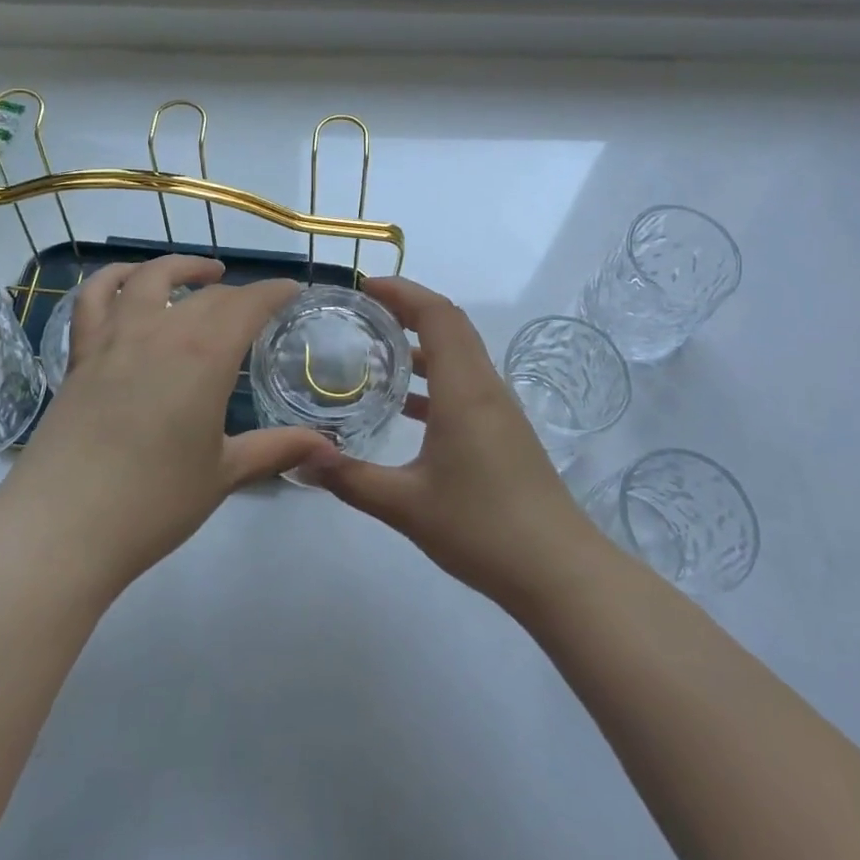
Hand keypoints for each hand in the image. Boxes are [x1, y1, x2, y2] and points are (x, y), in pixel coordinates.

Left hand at [0, 255, 332, 599]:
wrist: (62, 528)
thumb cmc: (154, 502)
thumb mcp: (224, 474)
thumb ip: (276, 449)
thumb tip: (329, 448)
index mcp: (205, 355)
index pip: (249, 305)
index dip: (274, 292)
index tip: (291, 289)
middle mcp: (162, 331)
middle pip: (207, 296)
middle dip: (238, 295)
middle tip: (254, 309)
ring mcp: (114, 338)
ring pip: (149, 279)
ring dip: (180, 268)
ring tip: (202, 272)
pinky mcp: (80, 355)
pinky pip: (93, 299)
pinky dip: (113, 278)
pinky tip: (129, 281)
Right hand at [309, 276, 611, 613]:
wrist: (558, 571)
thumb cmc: (482, 528)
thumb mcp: (405, 505)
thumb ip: (350, 479)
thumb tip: (300, 459)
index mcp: (464, 389)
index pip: (437, 314)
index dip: (402, 291)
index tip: (363, 288)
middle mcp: (484, 386)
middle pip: (449, 325)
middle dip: (407, 308)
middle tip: (361, 312)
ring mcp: (499, 409)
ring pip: (459, 354)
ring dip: (421, 343)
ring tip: (375, 350)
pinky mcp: (504, 431)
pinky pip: (465, 383)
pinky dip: (434, 378)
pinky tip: (404, 406)